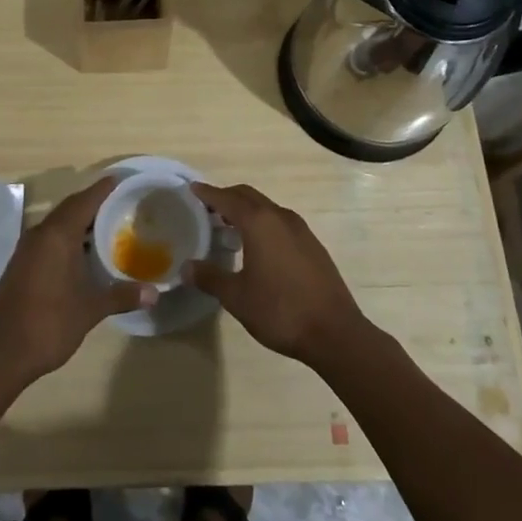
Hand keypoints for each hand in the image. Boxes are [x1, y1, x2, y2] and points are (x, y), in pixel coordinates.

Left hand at [0, 177, 151, 386]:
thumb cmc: (48, 324)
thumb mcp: (90, 309)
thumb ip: (121, 296)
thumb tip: (155, 293)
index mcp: (57, 236)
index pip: (84, 201)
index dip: (103, 190)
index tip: (121, 180)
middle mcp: (39, 235)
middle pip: (69, 209)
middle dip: (93, 204)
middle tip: (120, 203)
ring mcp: (26, 250)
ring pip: (57, 225)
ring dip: (79, 223)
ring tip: (108, 227)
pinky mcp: (20, 266)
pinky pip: (48, 240)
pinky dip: (67, 238)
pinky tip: (82, 254)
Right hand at [187, 182, 367, 368]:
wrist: (335, 331)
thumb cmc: (280, 310)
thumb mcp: (237, 297)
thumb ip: (210, 278)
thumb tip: (187, 267)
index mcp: (259, 223)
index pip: (227, 199)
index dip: (208, 193)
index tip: (192, 188)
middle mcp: (280, 217)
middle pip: (248, 196)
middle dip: (227, 197)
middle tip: (206, 208)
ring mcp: (300, 229)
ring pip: (266, 208)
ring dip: (246, 210)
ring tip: (228, 226)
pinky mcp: (312, 244)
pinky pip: (280, 222)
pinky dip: (262, 223)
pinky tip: (257, 246)